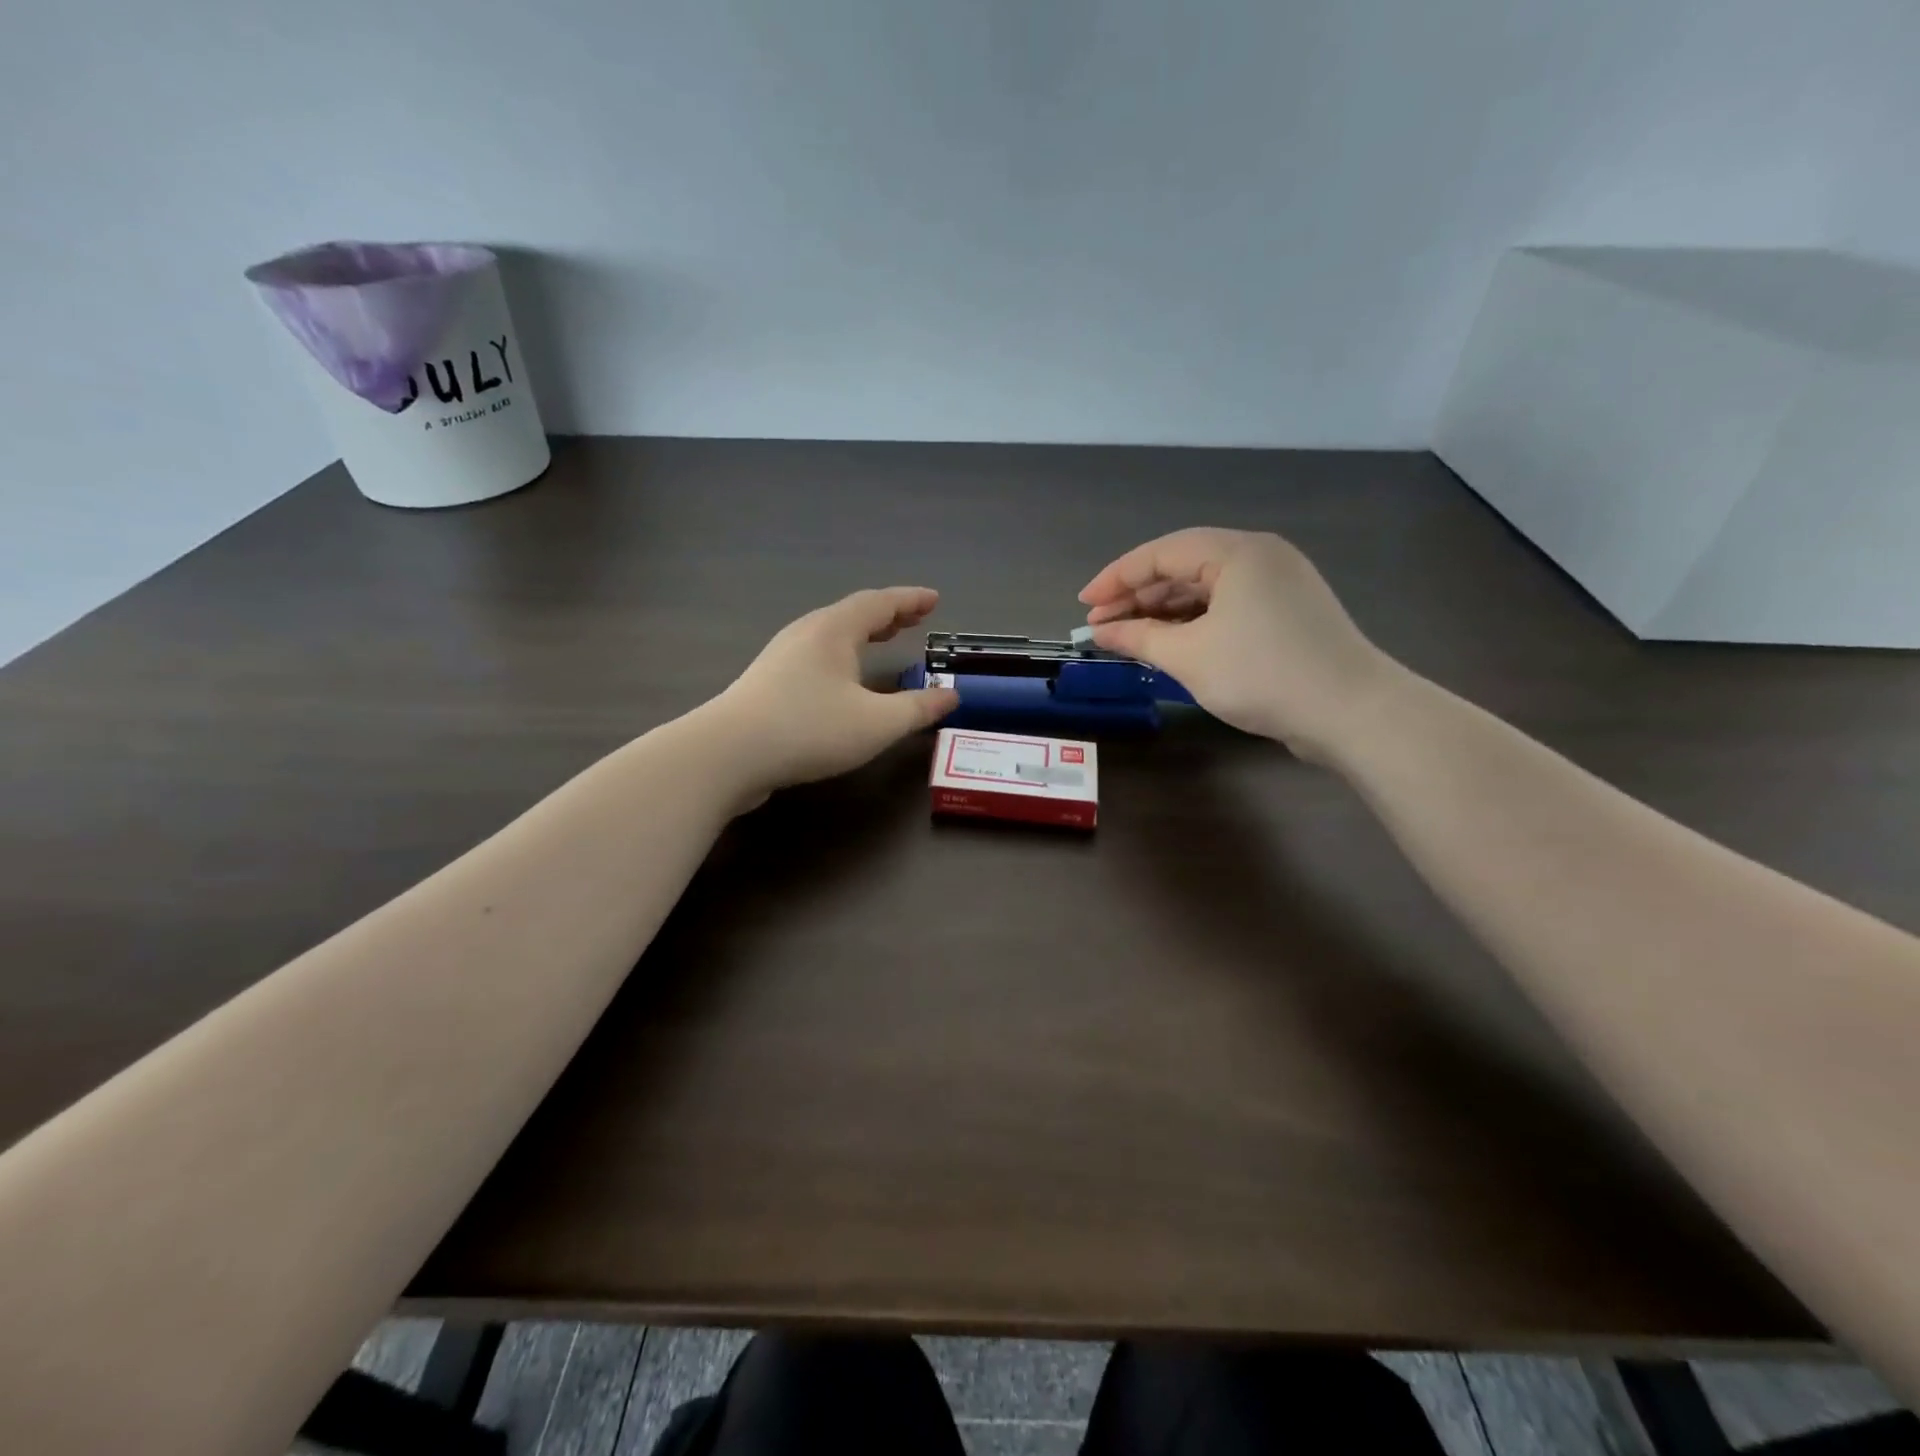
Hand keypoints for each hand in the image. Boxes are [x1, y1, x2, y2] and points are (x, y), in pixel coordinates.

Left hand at [712, 586, 959, 796]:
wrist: (727, 754)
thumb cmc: (809, 729)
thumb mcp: (877, 723)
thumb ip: (918, 709)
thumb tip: (950, 696)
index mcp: (833, 630)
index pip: (879, 603)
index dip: (910, 600)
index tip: (934, 599)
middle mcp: (806, 634)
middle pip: (853, 614)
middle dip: (887, 616)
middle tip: (915, 619)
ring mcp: (781, 658)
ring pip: (831, 636)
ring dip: (863, 635)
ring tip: (884, 641)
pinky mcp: (767, 684)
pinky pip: (816, 656)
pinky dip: (842, 656)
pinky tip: (844, 680)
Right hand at [1079, 528, 1398, 761]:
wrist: (1351, 712)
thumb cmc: (1262, 674)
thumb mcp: (1189, 656)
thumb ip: (1138, 639)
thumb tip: (1101, 633)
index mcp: (1237, 552)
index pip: (1161, 553)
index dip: (1116, 578)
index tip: (1084, 605)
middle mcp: (1260, 556)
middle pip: (1184, 567)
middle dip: (1139, 596)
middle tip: (1102, 626)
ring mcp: (1279, 584)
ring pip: (1206, 589)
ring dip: (1164, 612)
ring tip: (1129, 638)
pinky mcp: (1288, 613)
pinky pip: (1228, 606)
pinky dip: (1194, 623)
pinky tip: (1171, 644)